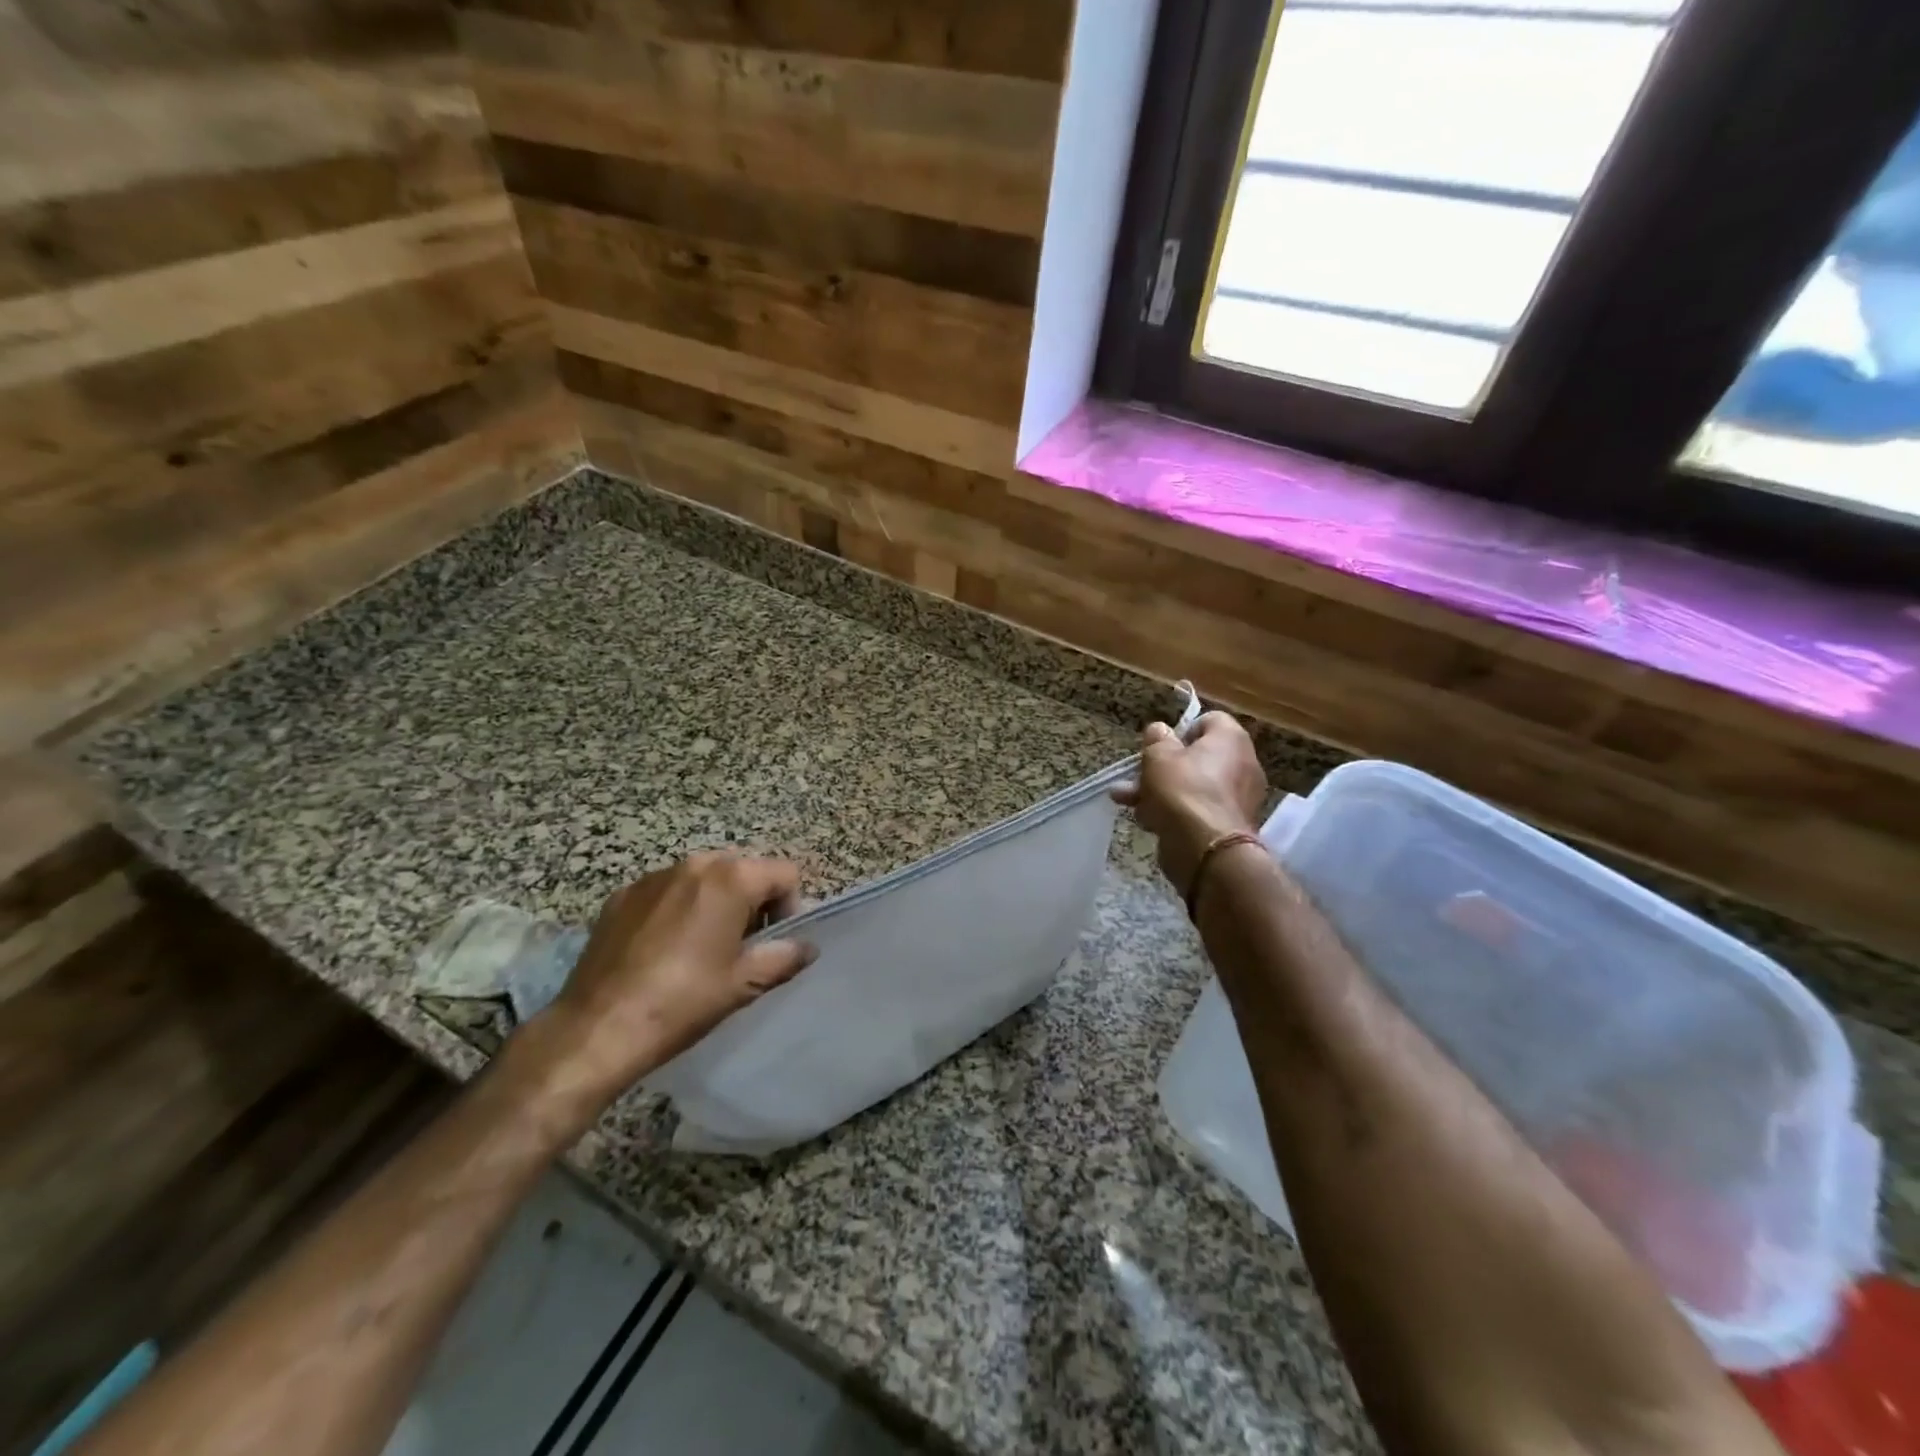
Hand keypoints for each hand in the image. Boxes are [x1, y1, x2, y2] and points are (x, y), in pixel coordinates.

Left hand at [521, 853, 815, 1118]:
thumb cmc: (683, 1001)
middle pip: (744, 870)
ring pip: (703, 878)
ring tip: (700, 949)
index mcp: (731, 878)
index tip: (772, 944)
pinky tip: (663, 950)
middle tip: (741, 947)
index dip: (790, 908)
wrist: (597, 1028)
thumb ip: (784, 957)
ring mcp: (653, 877)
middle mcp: (694, 864)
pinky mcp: (622, 895)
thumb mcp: (743, 983)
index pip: (785, 874)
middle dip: (752, 902)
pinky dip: (676, 909)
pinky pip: (666, 891)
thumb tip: (807, 948)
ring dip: (714, 903)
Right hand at [1114, 711, 1268, 898]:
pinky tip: (1147, 821)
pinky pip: (1198, 809)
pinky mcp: (1229, 825)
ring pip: (1193, 786)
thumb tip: (1160, 730)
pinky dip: (1176, 812)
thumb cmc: (1182, 790)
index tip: (1161, 745)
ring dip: (1160, 791)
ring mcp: (1238, 797)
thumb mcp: (1158, 757)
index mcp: (1231, 739)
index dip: (1181, 729)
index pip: (1209, 720)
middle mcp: (1242, 764)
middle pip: (1197, 757)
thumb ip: (1157, 739)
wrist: (1206, 848)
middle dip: (1161, 767)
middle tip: (1136, 776)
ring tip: (1127, 801)